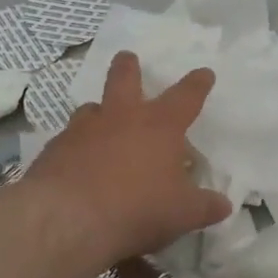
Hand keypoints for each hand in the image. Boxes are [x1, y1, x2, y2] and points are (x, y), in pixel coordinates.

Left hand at [21, 52, 232, 270]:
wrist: (66, 220)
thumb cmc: (137, 208)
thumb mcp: (182, 213)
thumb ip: (205, 207)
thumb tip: (224, 206)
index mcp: (160, 126)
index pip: (186, 96)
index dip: (197, 84)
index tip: (204, 73)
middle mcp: (121, 118)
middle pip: (124, 80)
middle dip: (128, 67)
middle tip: (128, 57)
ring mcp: (83, 131)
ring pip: (90, 108)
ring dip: (98, 110)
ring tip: (100, 117)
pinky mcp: (53, 151)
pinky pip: (67, 140)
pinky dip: (75, 146)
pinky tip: (76, 162)